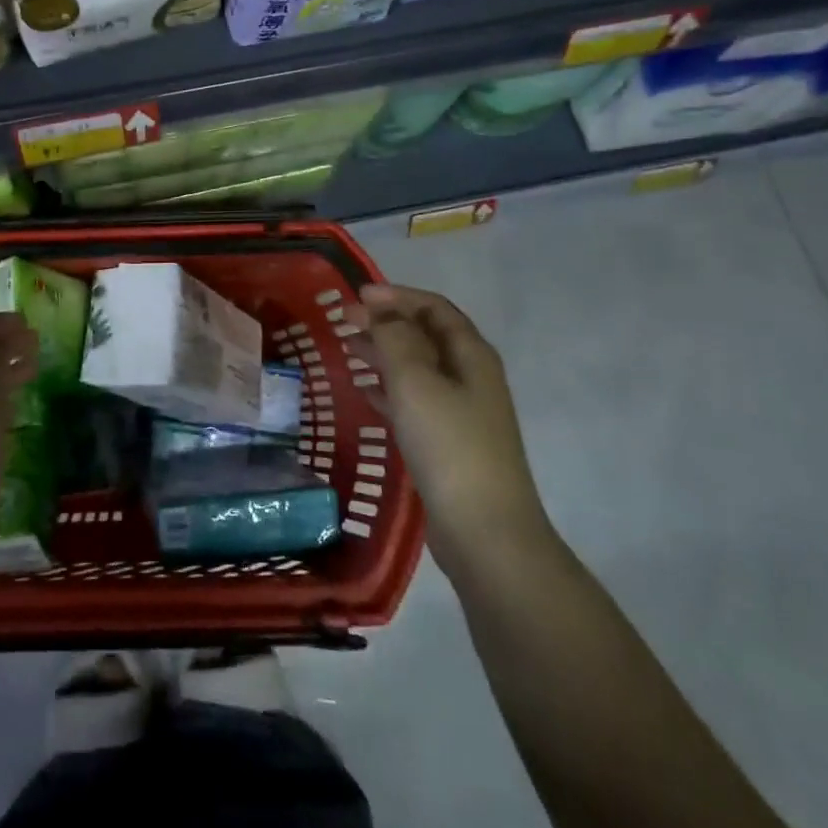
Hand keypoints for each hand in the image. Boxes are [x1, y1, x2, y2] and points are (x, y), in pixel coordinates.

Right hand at [342, 285, 548, 572]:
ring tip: (347, 347)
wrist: (484, 531)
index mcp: (470, 355)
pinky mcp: (448, 442)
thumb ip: (395, 338)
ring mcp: (461, 412)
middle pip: (425, 335)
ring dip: (384, 352)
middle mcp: (470, 377)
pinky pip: (413, 401)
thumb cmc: (449, 444)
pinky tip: (363, 391)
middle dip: (386, 322)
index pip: (434, 308)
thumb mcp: (415, 381)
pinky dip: (387, 389)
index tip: (356, 296)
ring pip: (417, 367)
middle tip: (343, 319)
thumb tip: (381, 311)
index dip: (396, 296)